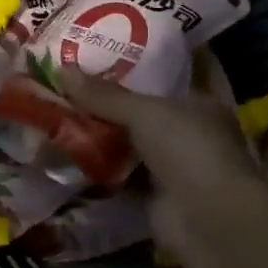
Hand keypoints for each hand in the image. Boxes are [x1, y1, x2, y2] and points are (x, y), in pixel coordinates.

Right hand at [58, 69, 267, 256]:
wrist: (208, 219)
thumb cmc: (188, 149)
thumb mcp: (145, 111)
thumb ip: (105, 95)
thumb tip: (61, 69)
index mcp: (201, 101)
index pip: (169, 73)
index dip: (140, 61)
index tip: (106, 48)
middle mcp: (189, 131)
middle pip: (143, 109)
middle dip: (110, 98)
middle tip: (70, 78)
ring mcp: (172, 165)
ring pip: (129, 142)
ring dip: (100, 133)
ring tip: (60, 110)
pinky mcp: (153, 194)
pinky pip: (120, 173)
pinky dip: (97, 166)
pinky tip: (66, 151)